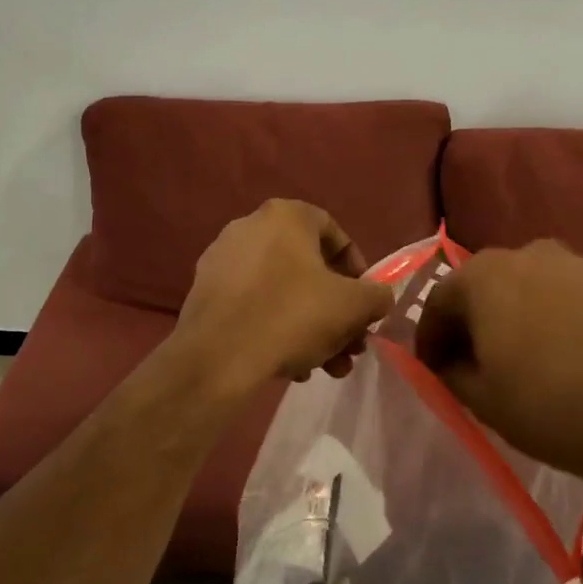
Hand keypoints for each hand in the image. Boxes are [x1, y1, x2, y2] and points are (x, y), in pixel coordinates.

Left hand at [174, 199, 393, 394]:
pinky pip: (253, 305)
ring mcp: (222, 259)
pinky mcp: (205, 292)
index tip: (365, 302)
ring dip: (311, 328)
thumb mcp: (353, 306)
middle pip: (308, 269)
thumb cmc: (292, 315)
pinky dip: (276, 329)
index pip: (334, 233)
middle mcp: (249, 227)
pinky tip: (291, 366)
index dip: (358, 269)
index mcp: (285, 216)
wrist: (219, 355)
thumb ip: (376, 295)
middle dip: (336, 311)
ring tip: (326, 367)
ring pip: (282, 292)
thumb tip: (377, 298)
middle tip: (350, 345)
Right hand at [414, 240, 582, 497]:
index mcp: (483, 274)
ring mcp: (575, 264)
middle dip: (470, 321)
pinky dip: (547, 317)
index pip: (439, 300)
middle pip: (483, 286)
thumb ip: (448, 370)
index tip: (431, 369)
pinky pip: (561, 295)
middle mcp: (526, 253)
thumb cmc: (549, 406)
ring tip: (516, 358)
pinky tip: (557, 354)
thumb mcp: (480, 397)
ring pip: (524, 287)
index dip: (429, 337)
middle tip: (470, 362)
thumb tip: (447, 359)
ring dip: (510, 316)